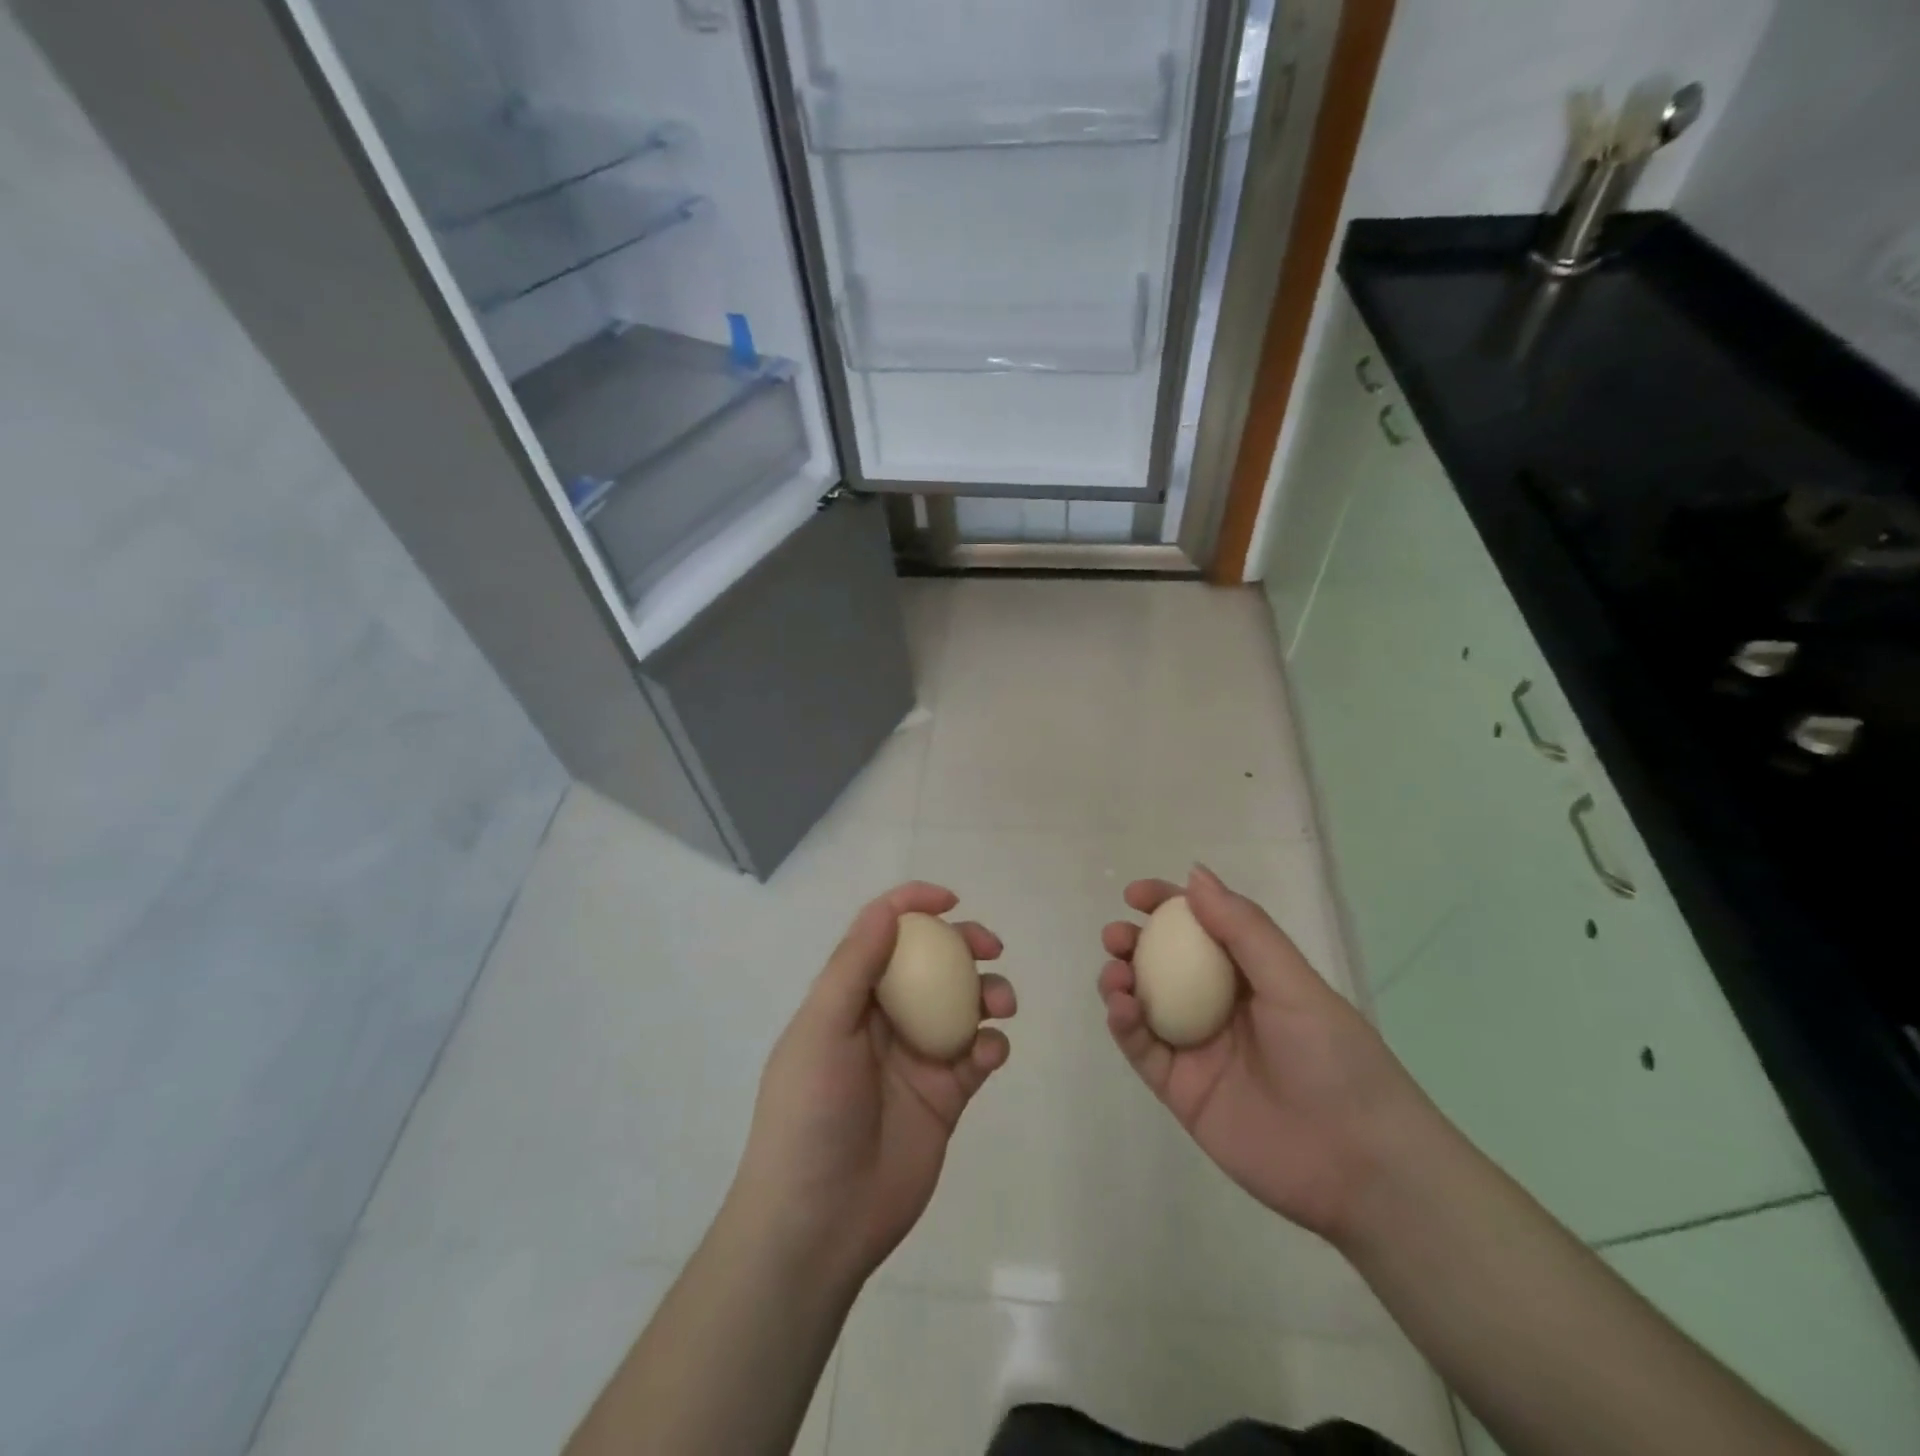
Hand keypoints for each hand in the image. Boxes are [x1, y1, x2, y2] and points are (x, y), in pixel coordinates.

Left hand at [726, 883, 1015, 1287]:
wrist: (819, 1222)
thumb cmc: (810, 1114)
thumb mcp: (821, 1029)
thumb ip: (855, 966)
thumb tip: (889, 908)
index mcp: (850, 997)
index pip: (883, 934)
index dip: (914, 906)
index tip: (950, 900)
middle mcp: (886, 1019)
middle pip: (933, 963)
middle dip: (964, 944)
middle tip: (990, 947)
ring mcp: (918, 1057)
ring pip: (964, 1005)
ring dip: (989, 992)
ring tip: (1000, 1004)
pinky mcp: (946, 1096)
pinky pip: (978, 1055)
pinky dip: (992, 1044)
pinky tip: (989, 1053)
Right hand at [1098, 865, 1430, 1242]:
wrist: (1360, 1167)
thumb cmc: (1335, 1059)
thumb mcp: (1293, 983)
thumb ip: (1243, 929)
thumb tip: (1195, 875)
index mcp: (1251, 976)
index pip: (1201, 927)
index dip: (1167, 905)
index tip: (1136, 894)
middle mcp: (1219, 1006)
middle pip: (1163, 964)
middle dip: (1132, 942)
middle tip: (1117, 936)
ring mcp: (1198, 1049)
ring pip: (1145, 1004)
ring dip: (1121, 981)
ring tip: (1116, 974)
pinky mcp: (1182, 1091)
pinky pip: (1143, 1051)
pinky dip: (1124, 1026)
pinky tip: (1121, 1008)